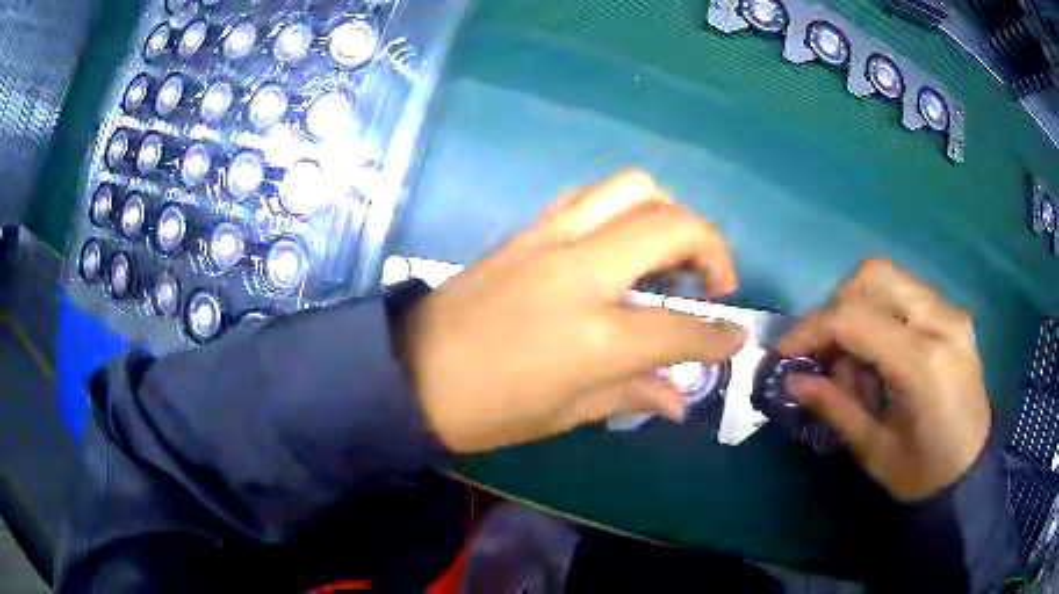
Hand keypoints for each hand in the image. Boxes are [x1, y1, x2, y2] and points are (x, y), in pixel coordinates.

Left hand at [401, 171, 746, 452]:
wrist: (409, 371)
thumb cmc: (487, 410)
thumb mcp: (565, 415)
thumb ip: (631, 395)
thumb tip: (680, 398)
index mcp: (596, 336)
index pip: (682, 328)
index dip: (720, 336)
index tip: (737, 339)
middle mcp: (582, 272)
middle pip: (674, 226)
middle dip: (713, 248)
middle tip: (715, 284)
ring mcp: (551, 238)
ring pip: (634, 188)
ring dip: (669, 213)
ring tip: (672, 253)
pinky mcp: (527, 228)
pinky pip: (590, 196)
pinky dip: (622, 208)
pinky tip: (620, 243)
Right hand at [778, 259, 990, 500]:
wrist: (972, 471)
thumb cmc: (923, 474)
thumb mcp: (875, 451)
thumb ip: (835, 407)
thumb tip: (793, 379)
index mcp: (923, 363)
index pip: (855, 319)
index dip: (811, 329)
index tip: (785, 351)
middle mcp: (941, 322)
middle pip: (874, 276)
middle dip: (837, 307)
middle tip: (826, 350)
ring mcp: (951, 313)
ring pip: (890, 278)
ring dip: (860, 309)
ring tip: (857, 361)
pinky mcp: (954, 315)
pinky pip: (907, 294)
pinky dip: (882, 313)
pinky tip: (882, 355)